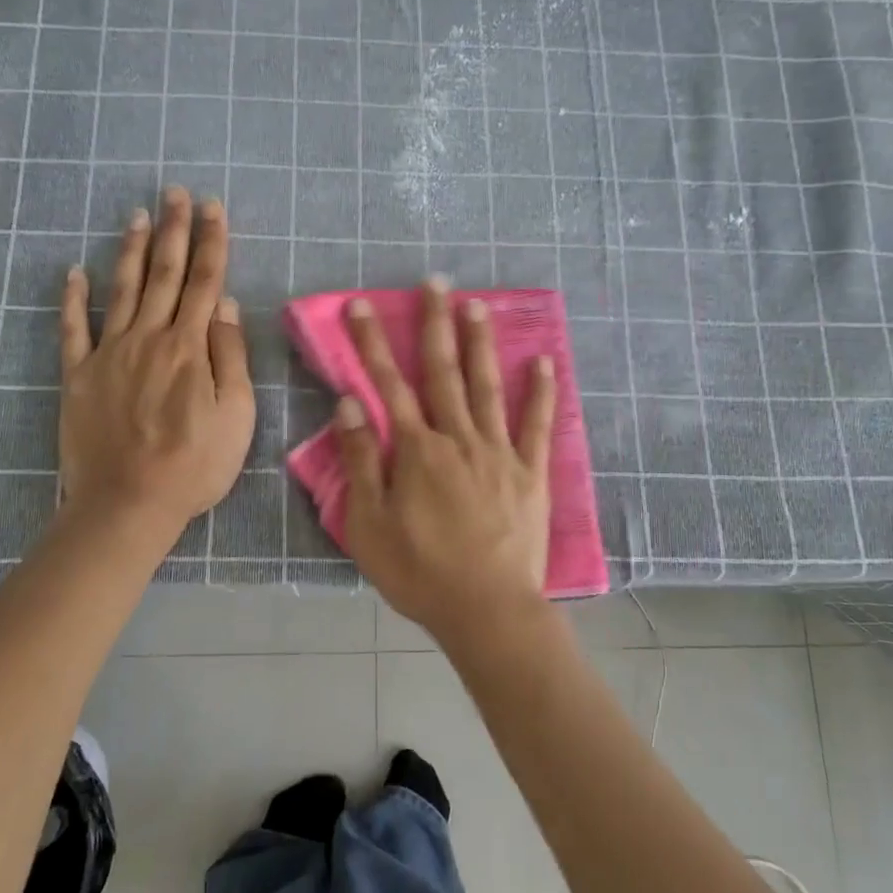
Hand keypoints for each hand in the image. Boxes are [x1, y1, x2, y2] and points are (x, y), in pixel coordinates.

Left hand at [59, 188, 254, 537]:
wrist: (128, 503)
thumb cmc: (194, 464)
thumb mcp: (236, 415)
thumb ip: (231, 356)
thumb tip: (225, 306)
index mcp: (190, 347)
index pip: (206, 282)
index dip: (212, 242)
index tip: (213, 207)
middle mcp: (149, 338)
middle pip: (165, 274)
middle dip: (174, 231)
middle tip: (175, 193)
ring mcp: (109, 354)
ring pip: (123, 290)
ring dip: (132, 250)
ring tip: (138, 215)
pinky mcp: (78, 376)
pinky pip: (73, 329)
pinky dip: (72, 298)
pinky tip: (73, 272)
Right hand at [334, 279, 555, 641]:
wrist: (488, 610)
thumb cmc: (420, 572)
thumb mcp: (369, 525)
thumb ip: (360, 462)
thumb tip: (349, 405)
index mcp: (417, 451)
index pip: (387, 385)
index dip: (372, 343)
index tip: (363, 305)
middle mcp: (459, 438)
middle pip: (443, 372)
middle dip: (435, 324)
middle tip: (435, 282)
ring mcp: (499, 452)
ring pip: (488, 386)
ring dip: (480, 343)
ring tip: (478, 304)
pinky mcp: (531, 473)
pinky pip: (537, 425)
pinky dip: (542, 392)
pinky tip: (543, 361)